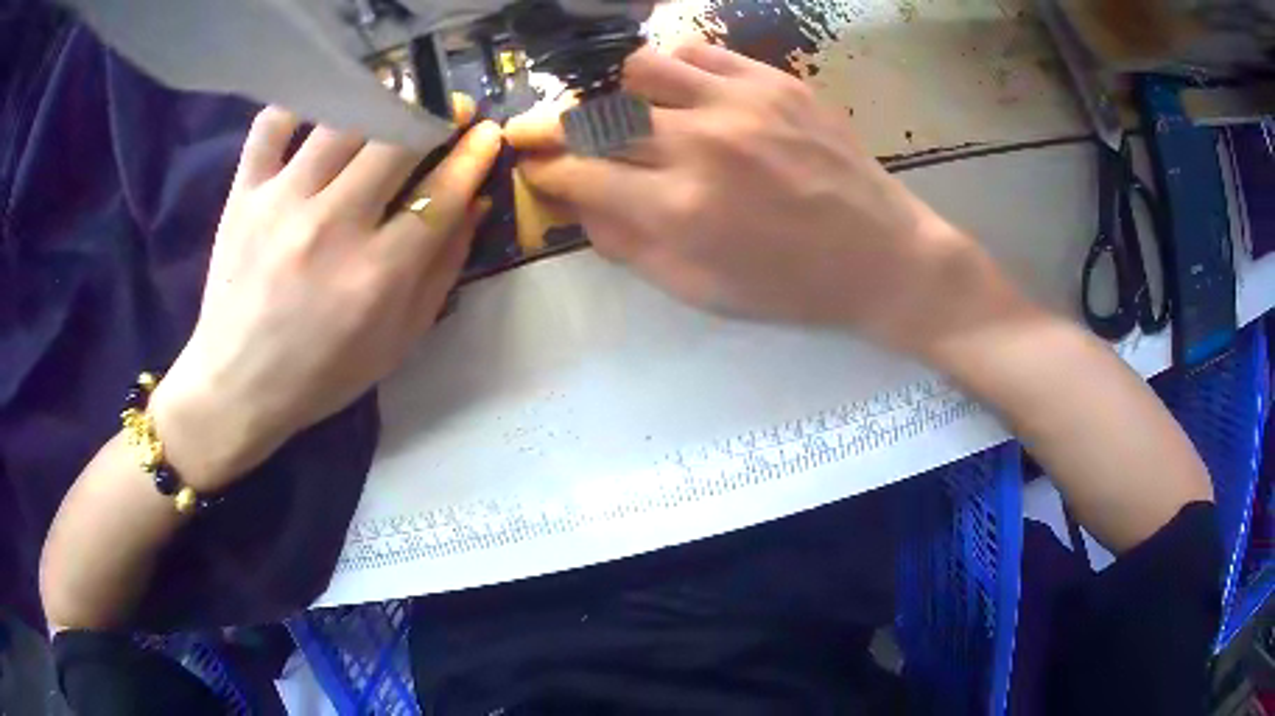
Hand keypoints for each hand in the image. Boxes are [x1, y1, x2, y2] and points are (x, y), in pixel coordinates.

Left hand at [150, 108, 501, 490]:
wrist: (236, 386)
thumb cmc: (321, 375)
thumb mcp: (397, 342)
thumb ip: (441, 272)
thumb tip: (474, 204)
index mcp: (376, 275)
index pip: (441, 193)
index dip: (473, 155)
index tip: (487, 133)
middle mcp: (331, 227)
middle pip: (398, 141)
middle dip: (436, 115)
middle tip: (447, 111)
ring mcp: (281, 202)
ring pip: (344, 119)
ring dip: (382, 101)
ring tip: (394, 103)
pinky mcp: (243, 193)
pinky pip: (272, 123)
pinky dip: (300, 102)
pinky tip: (321, 105)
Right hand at [507, 45, 1016, 350]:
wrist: (881, 256)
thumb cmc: (790, 285)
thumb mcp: (699, 289)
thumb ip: (626, 244)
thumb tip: (576, 201)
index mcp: (681, 210)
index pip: (578, 174)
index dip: (545, 169)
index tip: (535, 165)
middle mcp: (702, 145)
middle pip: (597, 116)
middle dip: (561, 128)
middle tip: (561, 136)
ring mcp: (741, 103)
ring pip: (641, 69)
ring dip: (620, 92)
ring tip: (634, 113)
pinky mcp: (775, 81)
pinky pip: (698, 52)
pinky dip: (673, 69)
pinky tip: (681, 93)